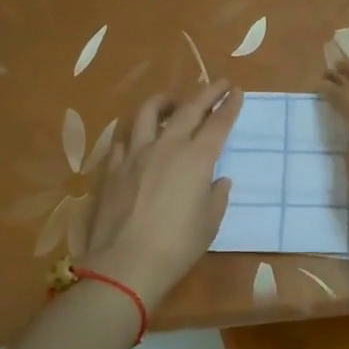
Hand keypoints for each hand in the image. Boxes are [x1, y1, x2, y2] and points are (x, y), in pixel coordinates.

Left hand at [82, 81, 240, 308]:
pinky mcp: (112, 168)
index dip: (229, 106)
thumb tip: (218, 181)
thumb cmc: (177, 246)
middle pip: (188, 109)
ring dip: (165, 101)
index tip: (236, 92)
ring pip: (149, 113)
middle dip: (206, 92)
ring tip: (173, 102)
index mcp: (197, 159)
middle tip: (217, 84)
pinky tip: (140, 139)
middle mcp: (167, 147)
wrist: (125, 264)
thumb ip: (216, 196)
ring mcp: (136, 154)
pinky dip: (137, 132)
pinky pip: (125, 138)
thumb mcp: (209, 223)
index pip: (218, 123)